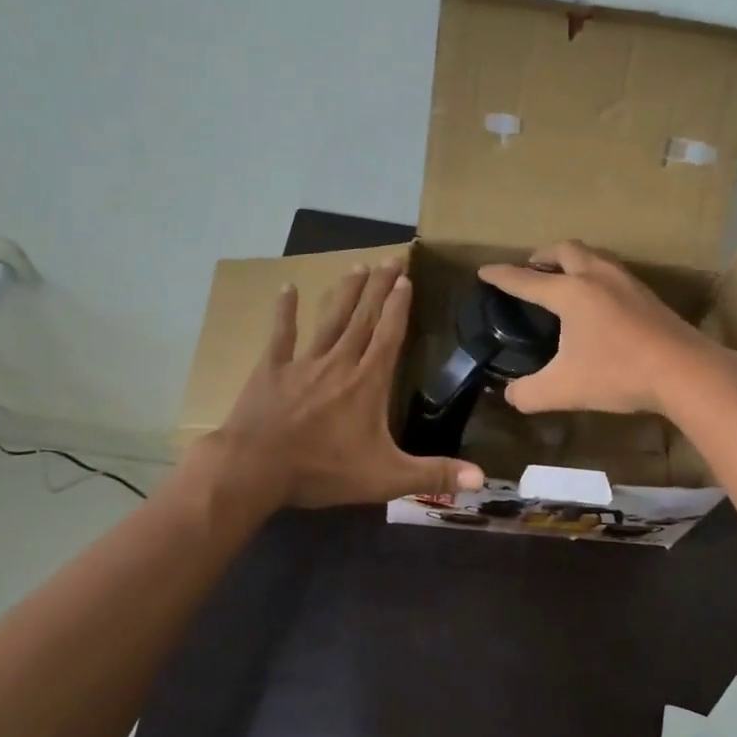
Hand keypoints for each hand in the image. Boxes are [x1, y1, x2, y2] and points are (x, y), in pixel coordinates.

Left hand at [214, 261, 483, 508]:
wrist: (255, 470)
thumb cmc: (322, 470)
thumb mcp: (386, 478)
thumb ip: (433, 475)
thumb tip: (481, 479)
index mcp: (367, 382)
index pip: (389, 336)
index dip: (399, 307)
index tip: (407, 279)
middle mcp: (339, 363)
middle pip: (364, 318)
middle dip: (379, 287)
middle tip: (390, 257)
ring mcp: (303, 363)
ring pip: (330, 320)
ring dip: (346, 292)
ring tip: (357, 266)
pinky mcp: (271, 370)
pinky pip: (281, 335)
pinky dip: (285, 311)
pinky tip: (287, 287)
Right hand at [477, 241, 731, 416]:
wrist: (685, 372)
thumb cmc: (618, 374)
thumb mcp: (563, 390)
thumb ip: (528, 393)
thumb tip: (511, 395)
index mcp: (570, 293)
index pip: (526, 280)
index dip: (502, 276)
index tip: (484, 271)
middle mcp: (597, 277)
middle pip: (564, 250)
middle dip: (541, 256)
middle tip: (530, 269)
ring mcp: (627, 282)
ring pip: (593, 257)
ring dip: (572, 261)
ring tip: (563, 281)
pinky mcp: (648, 295)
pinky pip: (612, 272)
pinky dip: (594, 275)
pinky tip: (599, 301)